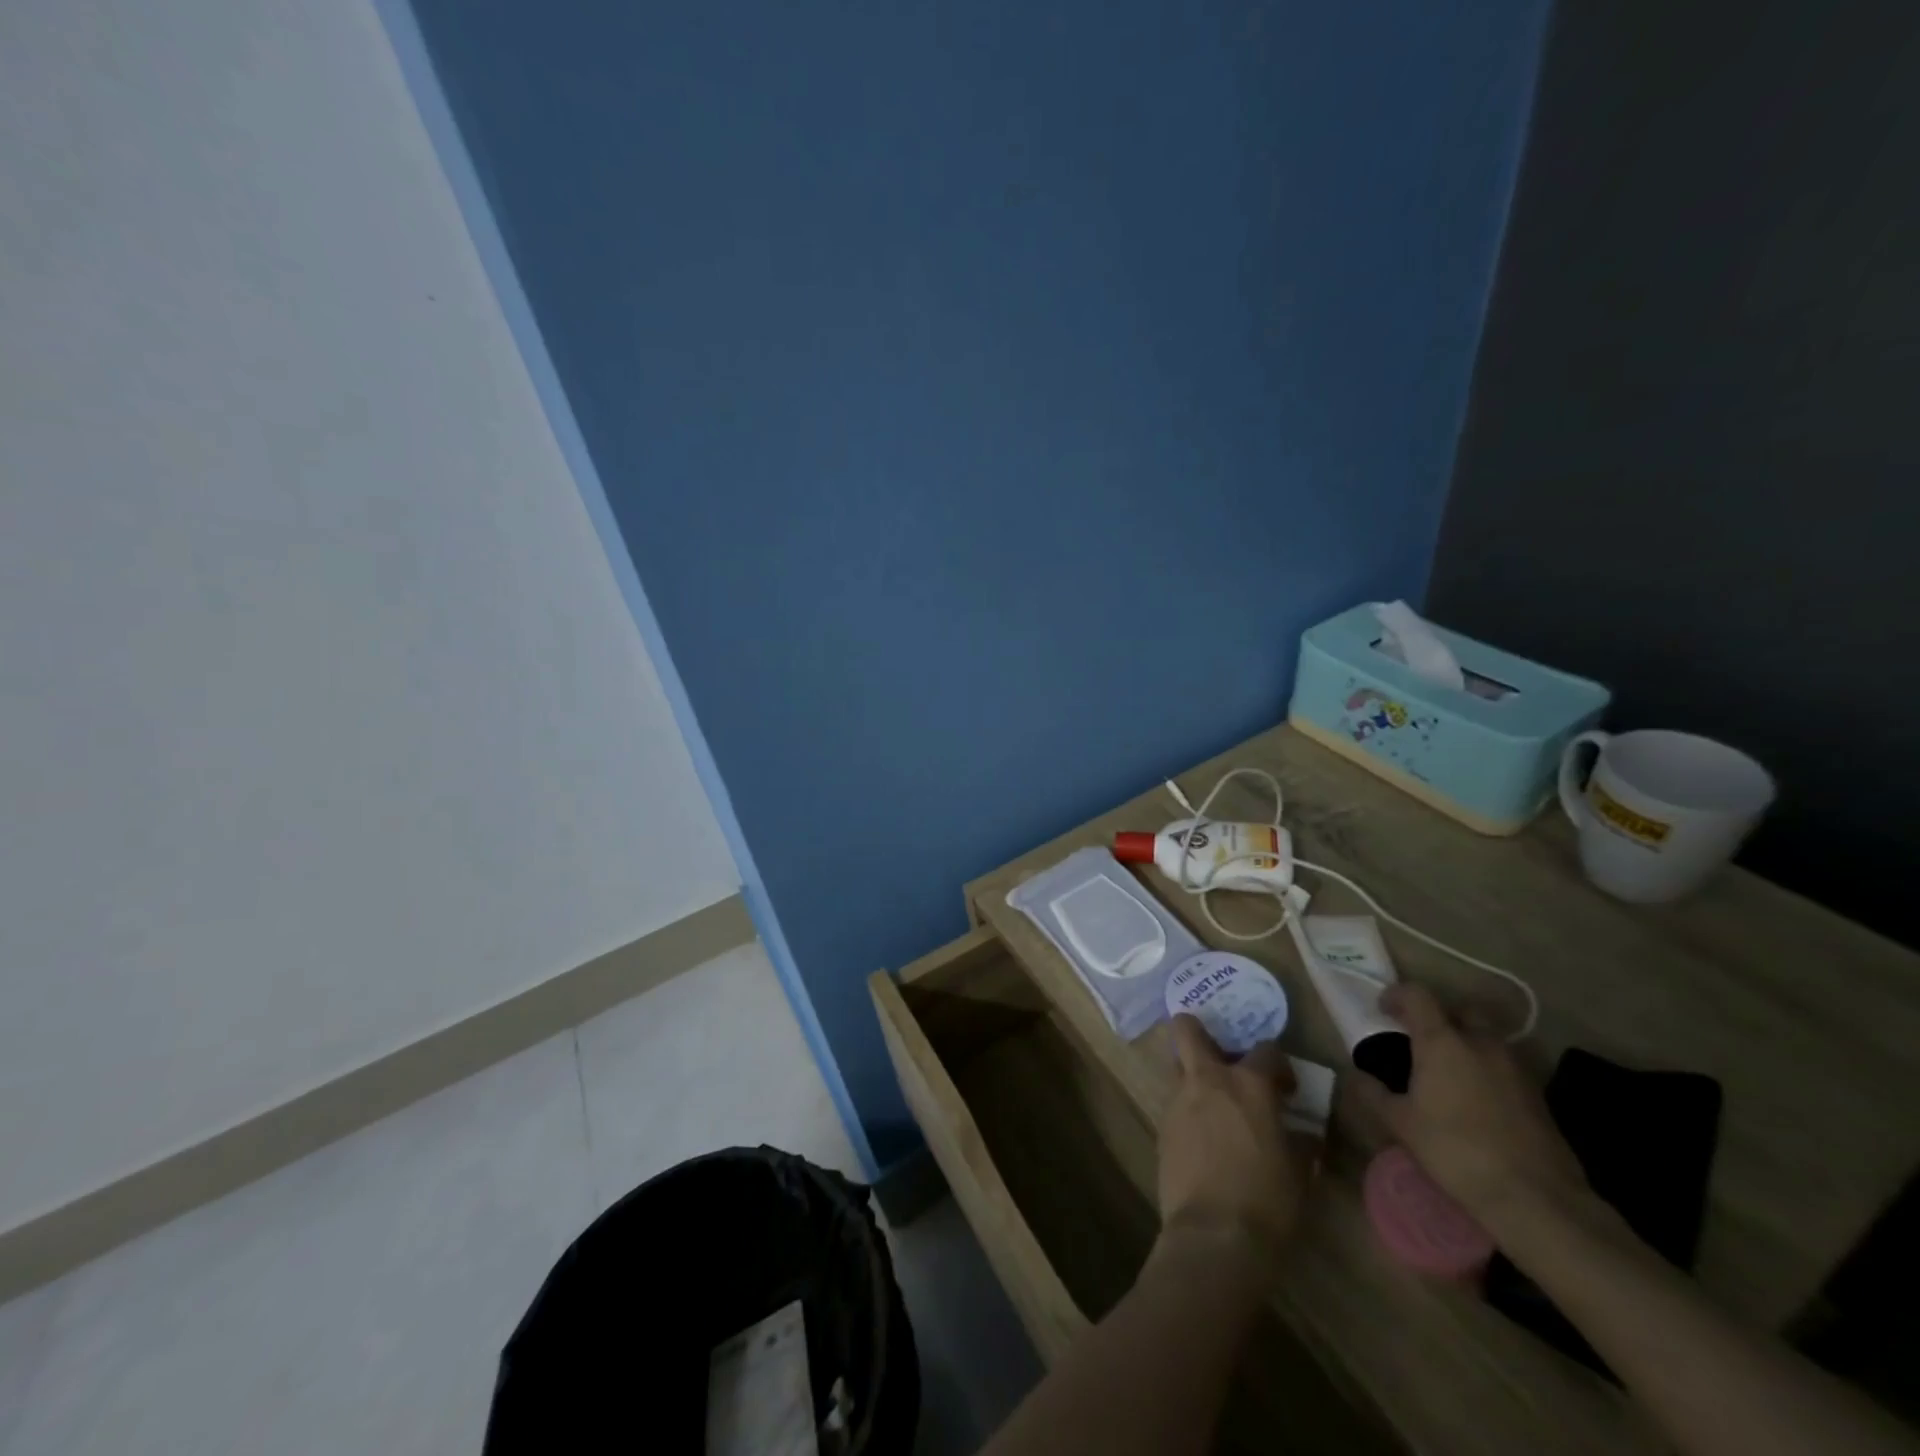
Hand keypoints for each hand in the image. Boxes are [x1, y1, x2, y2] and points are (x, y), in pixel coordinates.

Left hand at [1157, 1017, 1313, 1264]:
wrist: (1214, 1235)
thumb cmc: (1267, 1200)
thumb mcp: (1299, 1173)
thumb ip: (1300, 1144)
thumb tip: (1304, 1136)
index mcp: (1248, 1084)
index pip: (1266, 1050)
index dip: (1279, 1066)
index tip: (1286, 1089)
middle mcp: (1207, 1080)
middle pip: (1188, 1029)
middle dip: (1199, 1031)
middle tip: (1222, 1058)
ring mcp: (1178, 1101)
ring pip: (1179, 1067)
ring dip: (1194, 1076)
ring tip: (1215, 1105)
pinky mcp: (1161, 1127)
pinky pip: (1175, 1104)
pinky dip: (1188, 1111)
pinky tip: (1204, 1140)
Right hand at [1353, 984, 1588, 1233]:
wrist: (1535, 1197)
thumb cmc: (1455, 1150)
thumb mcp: (1401, 1124)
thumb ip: (1374, 1093)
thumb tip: (1356, 1075)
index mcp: (1442, 1041)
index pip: (1417, 995)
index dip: (1396, 995)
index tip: (1383, 1010)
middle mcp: (1480, 1042)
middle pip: (1460, 1010)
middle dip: (1439, 1016)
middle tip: (1420, 1039)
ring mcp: (1515, 1066)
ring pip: (1487, 1037)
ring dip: (1466, 1042)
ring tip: (1449, 1071)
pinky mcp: (1537, 1093)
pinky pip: (1505, 1064)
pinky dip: (1487, 1068)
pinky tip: (1477, 1099)